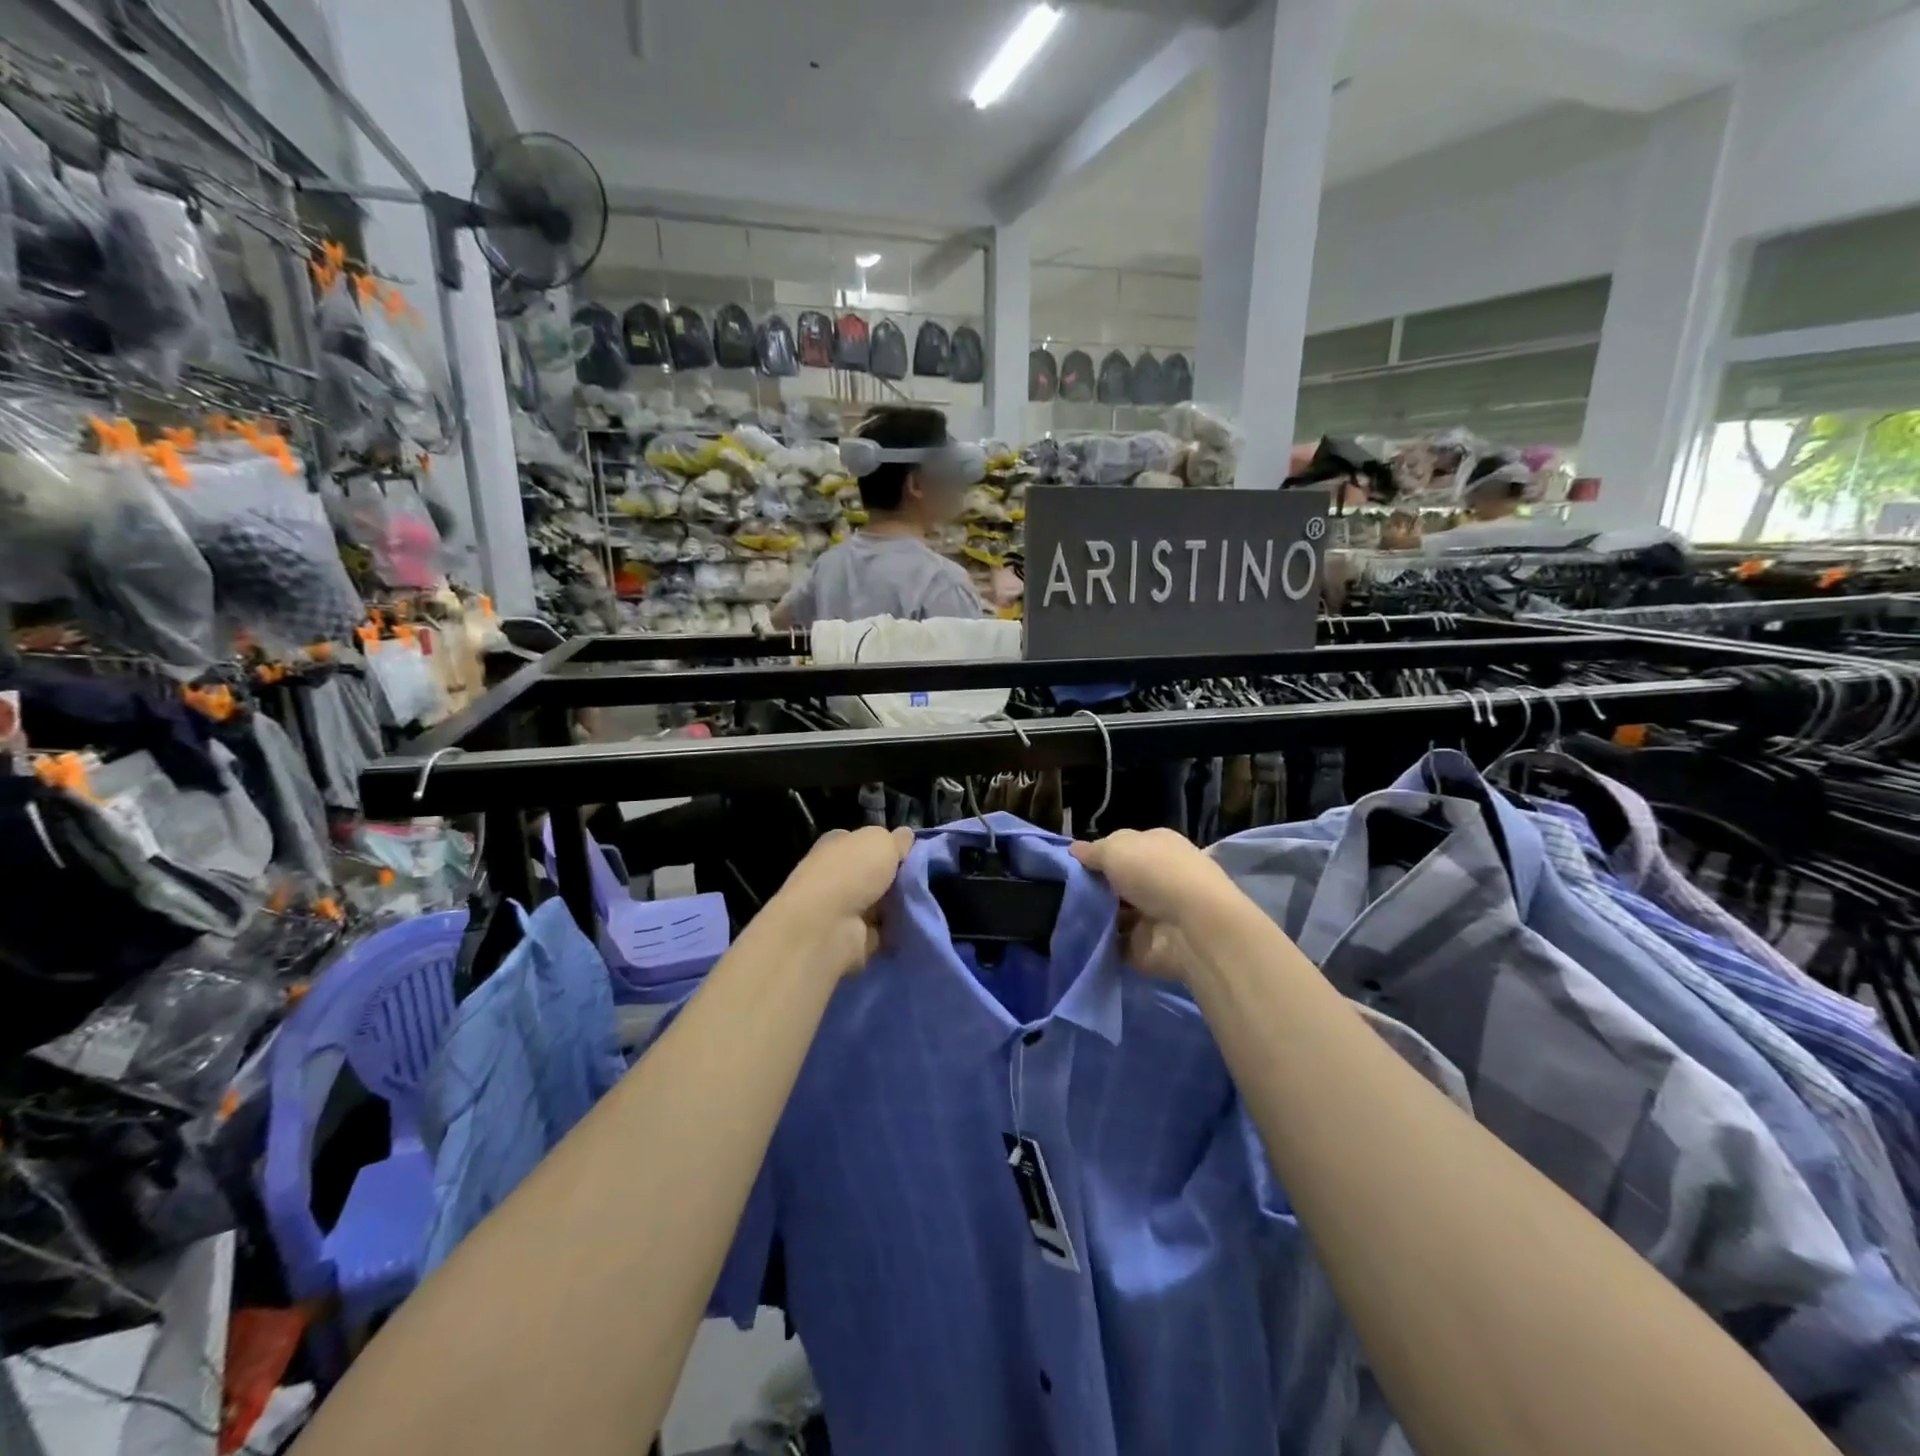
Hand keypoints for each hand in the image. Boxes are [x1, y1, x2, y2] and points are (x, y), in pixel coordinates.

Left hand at [767, 826, 914, 981]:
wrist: (827, 926)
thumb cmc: (851, 873)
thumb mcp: (881, 841)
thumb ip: (897, 839)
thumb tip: (906, 836)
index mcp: (837, 844)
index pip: (865, 840)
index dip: (889, 845)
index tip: (913, 852)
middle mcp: (836, 873)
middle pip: (876, 872)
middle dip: (898, 876)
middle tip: (924, 878)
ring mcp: (842, 907)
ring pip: (881, 900)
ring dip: (900, 903)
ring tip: (924, 900)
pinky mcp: (851, 936)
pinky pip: (883, 929)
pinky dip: (896, 928)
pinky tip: (915, 923)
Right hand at [1071, 829, 1235, 983]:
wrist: (1190, 927)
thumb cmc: (1154, 873)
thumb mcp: (1116, 848)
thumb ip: (1093, 851)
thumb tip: (1074, 849)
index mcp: (1156, 846)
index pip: (1122, 846)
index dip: (1098, 854)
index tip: (1071, 864)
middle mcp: (1157, 877)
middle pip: (1117, 881)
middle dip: (1093, 886)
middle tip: (1061, 891)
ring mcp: (1153, 914)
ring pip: (1114, 913)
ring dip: (1093, 915)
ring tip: (1062, 914)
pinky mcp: (1146, 946)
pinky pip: (1114, 943)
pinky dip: (1098, 942)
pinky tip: (1074, 937)